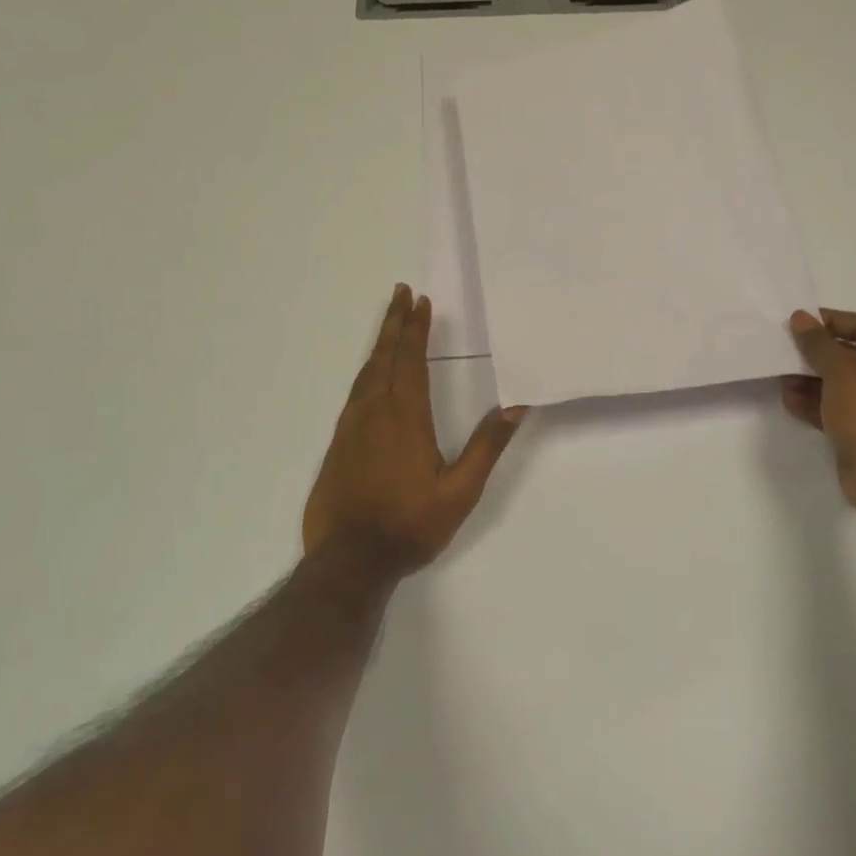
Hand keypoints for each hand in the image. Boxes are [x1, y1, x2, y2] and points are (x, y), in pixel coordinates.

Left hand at [303, 284, 528, 575]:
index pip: (411, 361)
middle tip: (400, 294)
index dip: (416, 330)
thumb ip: (487, 446)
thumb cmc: (410, 525)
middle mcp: (374, 413)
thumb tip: (517, 407)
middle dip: (394, 324)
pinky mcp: (338, 445)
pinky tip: (371, 376)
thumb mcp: (460, 491)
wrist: (348, 561)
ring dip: (379, 344)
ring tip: (389, 324)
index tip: (420, 302)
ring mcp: (351, 428)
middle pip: (384, 357)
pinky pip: (354, 394)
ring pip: (365, 373)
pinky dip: (366, 372)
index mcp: (406, 418)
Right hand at [783, 309, 855, 521]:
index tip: (799, 321)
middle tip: (785, 347)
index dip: (831, 321)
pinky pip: (834, 408)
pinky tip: (788, 399)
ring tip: (781, 375)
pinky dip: (813, 402)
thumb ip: (817, 342)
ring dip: (809, 378)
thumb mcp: (841, 369)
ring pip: (839, 384)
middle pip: (850, 355)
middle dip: (816, 352)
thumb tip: (800, 318)